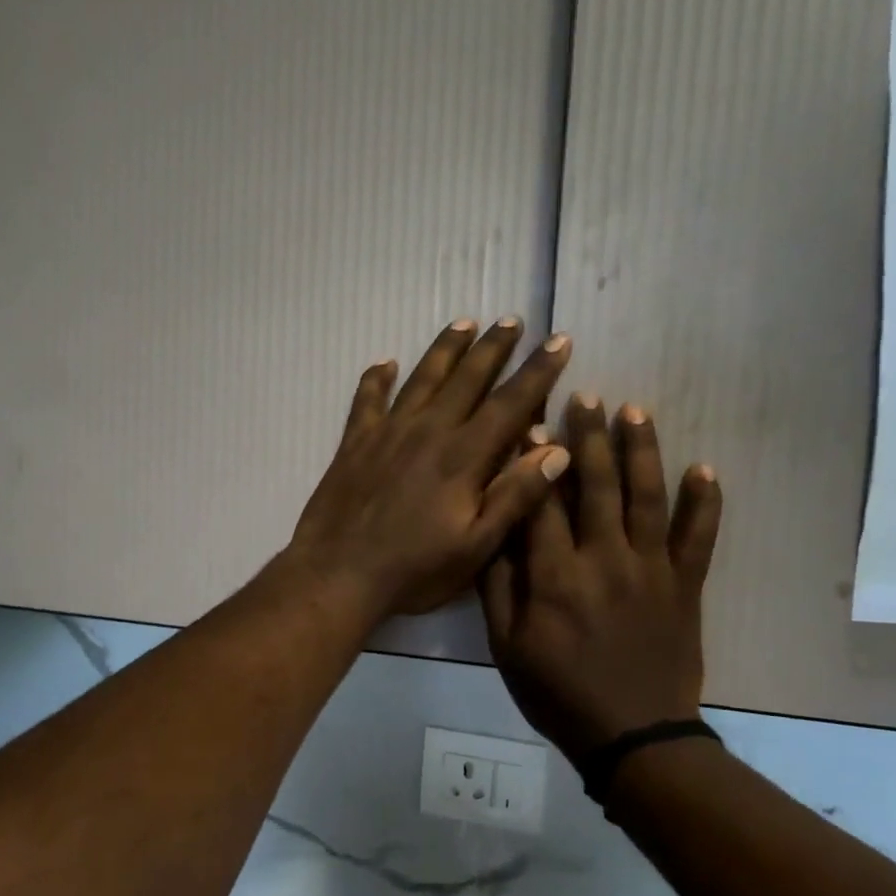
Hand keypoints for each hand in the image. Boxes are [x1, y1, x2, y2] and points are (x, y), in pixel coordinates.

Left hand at [286, 318, 572, 618]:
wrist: (337, 575)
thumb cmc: (413, 569)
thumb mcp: (476, 546)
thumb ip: (515, 496)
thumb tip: (556, 449)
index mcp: (463, 457)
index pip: (511, 403)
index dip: (538, 371)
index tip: (559, 340)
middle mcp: (427, 431)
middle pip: (467, 378)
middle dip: (494, 347)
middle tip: (512, 320)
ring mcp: (387, 433)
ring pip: (422, 378)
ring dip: (445, 349)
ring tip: (464, 323)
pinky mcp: (354, 443)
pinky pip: (366, 399)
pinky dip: (375, 378)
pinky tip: (384, 362)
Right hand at [480, 395, 721, 759]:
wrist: (632, 736)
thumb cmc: (558, 692)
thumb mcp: (506, 647)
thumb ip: (497, 586)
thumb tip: (491, 529)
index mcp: (554, 575)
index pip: (540, 501)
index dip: (533, 458)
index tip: (530, 420)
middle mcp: (603, 559)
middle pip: (596, 485)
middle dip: (588, 436)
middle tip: (586, 395)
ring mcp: (651, 569)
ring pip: (646, 497)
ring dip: (641, 451)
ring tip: (635, 411)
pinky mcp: (686, 586)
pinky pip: (699, 538)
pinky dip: (705, 503)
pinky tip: (705, 469)